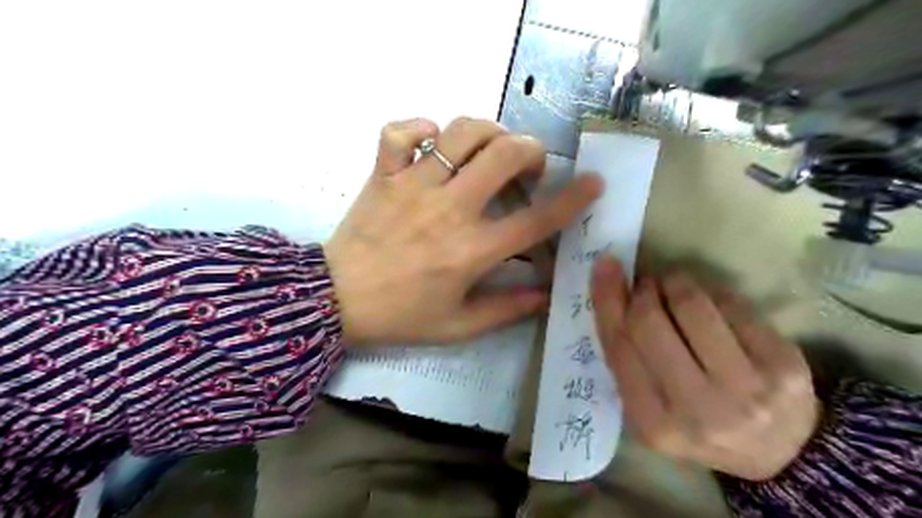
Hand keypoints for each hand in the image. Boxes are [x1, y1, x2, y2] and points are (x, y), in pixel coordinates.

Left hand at [326, 116, 605, 342]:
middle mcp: (449, 210)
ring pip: (460, 132)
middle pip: (505, 156)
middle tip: (527, 166)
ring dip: (487, 132)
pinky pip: (400, 131)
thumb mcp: (458, 326)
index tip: (592, 183)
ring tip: (488, 149)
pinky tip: (432, 142)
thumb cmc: (401, 315)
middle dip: (531, 151)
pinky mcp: (384, 175)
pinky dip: (420, 127)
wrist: (336, 300)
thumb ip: (506, 311)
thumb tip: (546, 295)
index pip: (536, 220)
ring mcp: (413, 186)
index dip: (573, 199)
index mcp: (471, 251)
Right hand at [591, 258, 820, 481]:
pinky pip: (730, 303)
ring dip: (675, 283)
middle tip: (646, 285)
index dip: (608, 300)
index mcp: (653, 423)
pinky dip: (710, 291)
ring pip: (691, 305)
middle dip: (642, 291)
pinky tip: (709, 301)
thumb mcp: (649, 408)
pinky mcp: (783, 363)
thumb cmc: (696, 423)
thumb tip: (613, 293)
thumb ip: (627, 361)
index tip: (604, 265)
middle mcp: (697, 409)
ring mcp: (745, 387)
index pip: (619, 346)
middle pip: (649, 323)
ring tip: (674, 287)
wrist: (780, 451)